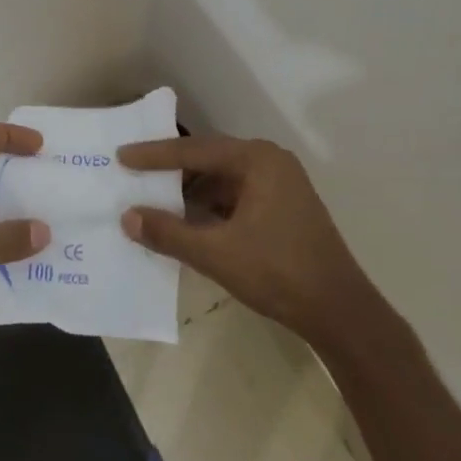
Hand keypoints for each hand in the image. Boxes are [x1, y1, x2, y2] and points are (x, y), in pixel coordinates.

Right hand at [117, 134, 378, 344]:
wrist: (338, 310)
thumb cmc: (278, 272)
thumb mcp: (216, 252)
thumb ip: (168, 232)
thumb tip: (127, 217)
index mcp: (257, 160)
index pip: (194, 150)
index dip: (154, 155)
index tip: (121, 156)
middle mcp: (270, 162)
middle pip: (209, 160)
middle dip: (171, 172)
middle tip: (133, 175)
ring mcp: (280, 185)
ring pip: (222, 180)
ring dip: (190, 193)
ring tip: (153, 202)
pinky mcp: (282, 208)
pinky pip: (235, 197)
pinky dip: (209, 207)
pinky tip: (186, 222)